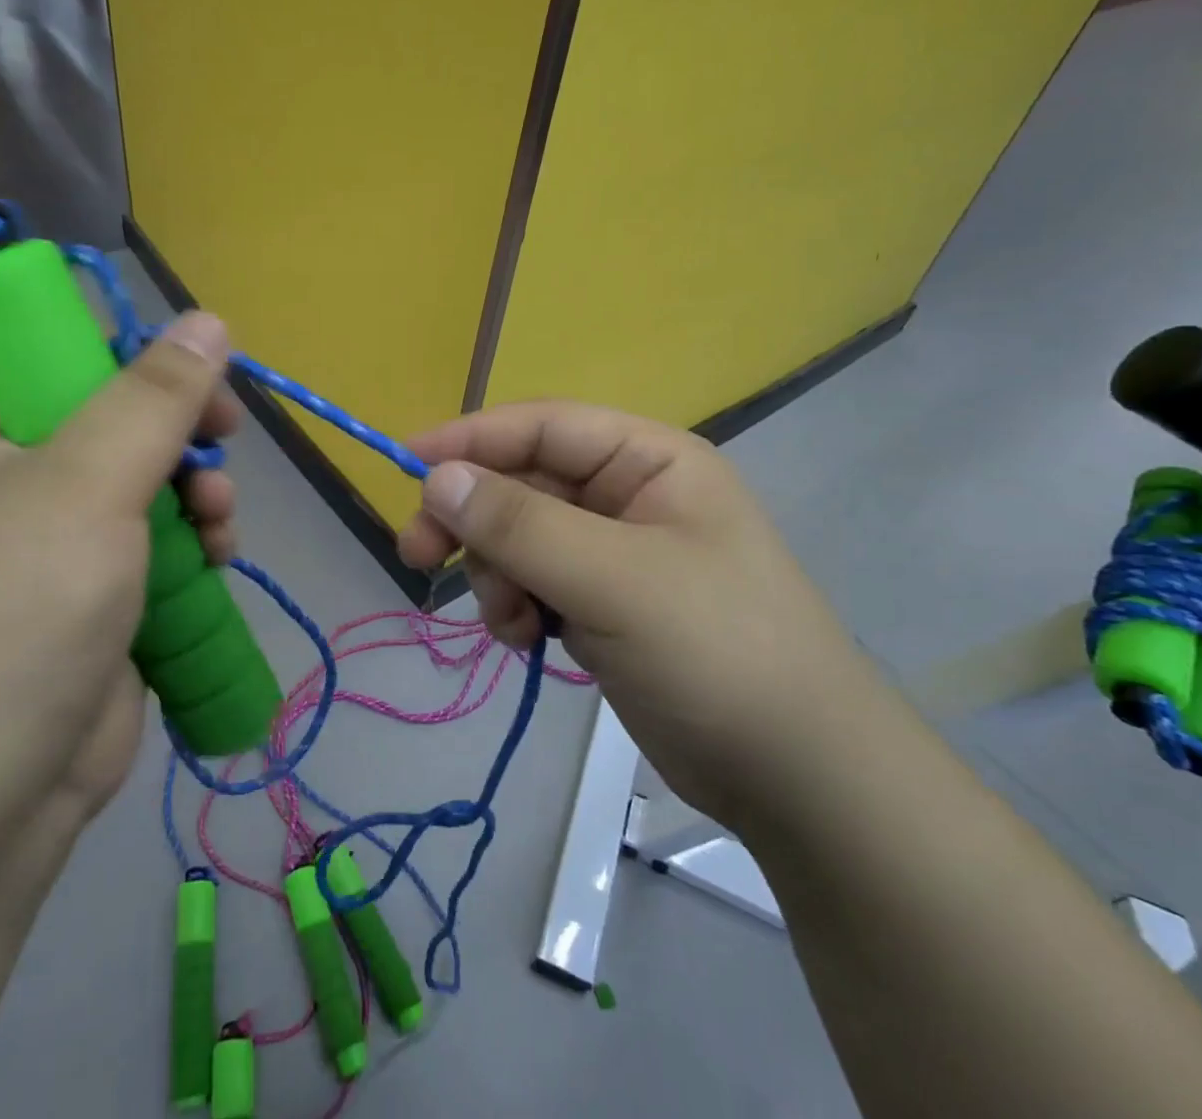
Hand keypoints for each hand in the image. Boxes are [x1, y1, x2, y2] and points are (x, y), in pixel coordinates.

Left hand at [0, 312, 239, 857]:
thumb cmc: (18, 613)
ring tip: (220, 523)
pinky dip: (202, 547)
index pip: (78, 362)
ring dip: (204, 495)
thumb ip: (152, 399)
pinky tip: (221, 562)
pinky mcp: (111, 601)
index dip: (147, 363)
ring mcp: (73, 547)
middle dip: (187, 438)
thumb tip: (208, 319)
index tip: (201, 388)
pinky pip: (170, 548)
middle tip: (221, 447)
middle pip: (133, 426)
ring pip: (162, 488)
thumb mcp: (87, 484)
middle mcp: (30, 483)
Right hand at [398, 401, 874, 825]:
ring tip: (510, 621)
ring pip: (518, 536)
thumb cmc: (716, 651)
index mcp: (647, 460)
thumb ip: (520, 524)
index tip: (405, 466)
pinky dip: (514, 605)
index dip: (471, 439)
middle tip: (418, 555)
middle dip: (473, 520)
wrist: (796, 775)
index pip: (541, 427)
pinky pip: (532, 581)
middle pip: (521, 483)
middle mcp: (628, 494)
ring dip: (496, 573)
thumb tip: (436, 479)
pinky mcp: (601, 602)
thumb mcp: (613, 579)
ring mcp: (613, 552)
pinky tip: (525, 640)